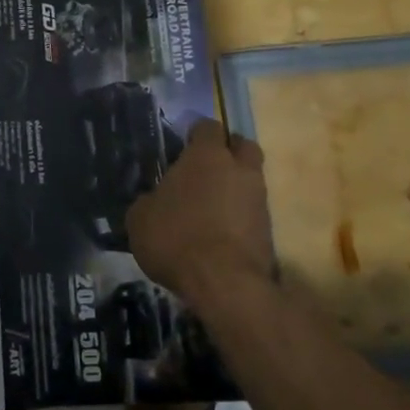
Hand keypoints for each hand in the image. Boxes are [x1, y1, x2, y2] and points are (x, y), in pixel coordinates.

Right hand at [126, 120, 275, 307]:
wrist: (224, 283)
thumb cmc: (176, 238)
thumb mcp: (140, 218)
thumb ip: (148, 200)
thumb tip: (152, 200)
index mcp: (206, 156)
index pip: (208, 127)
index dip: (195, 134)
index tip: (182, 147)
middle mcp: (239, 169)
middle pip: (242, 146)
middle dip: (227, 152)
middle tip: (205, 169)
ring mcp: (259, 199)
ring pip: (250, 180)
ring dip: (234, 188)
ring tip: (209, 208)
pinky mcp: (269, 230)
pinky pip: (252, 212)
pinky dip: (239, 217)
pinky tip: (219, 233)